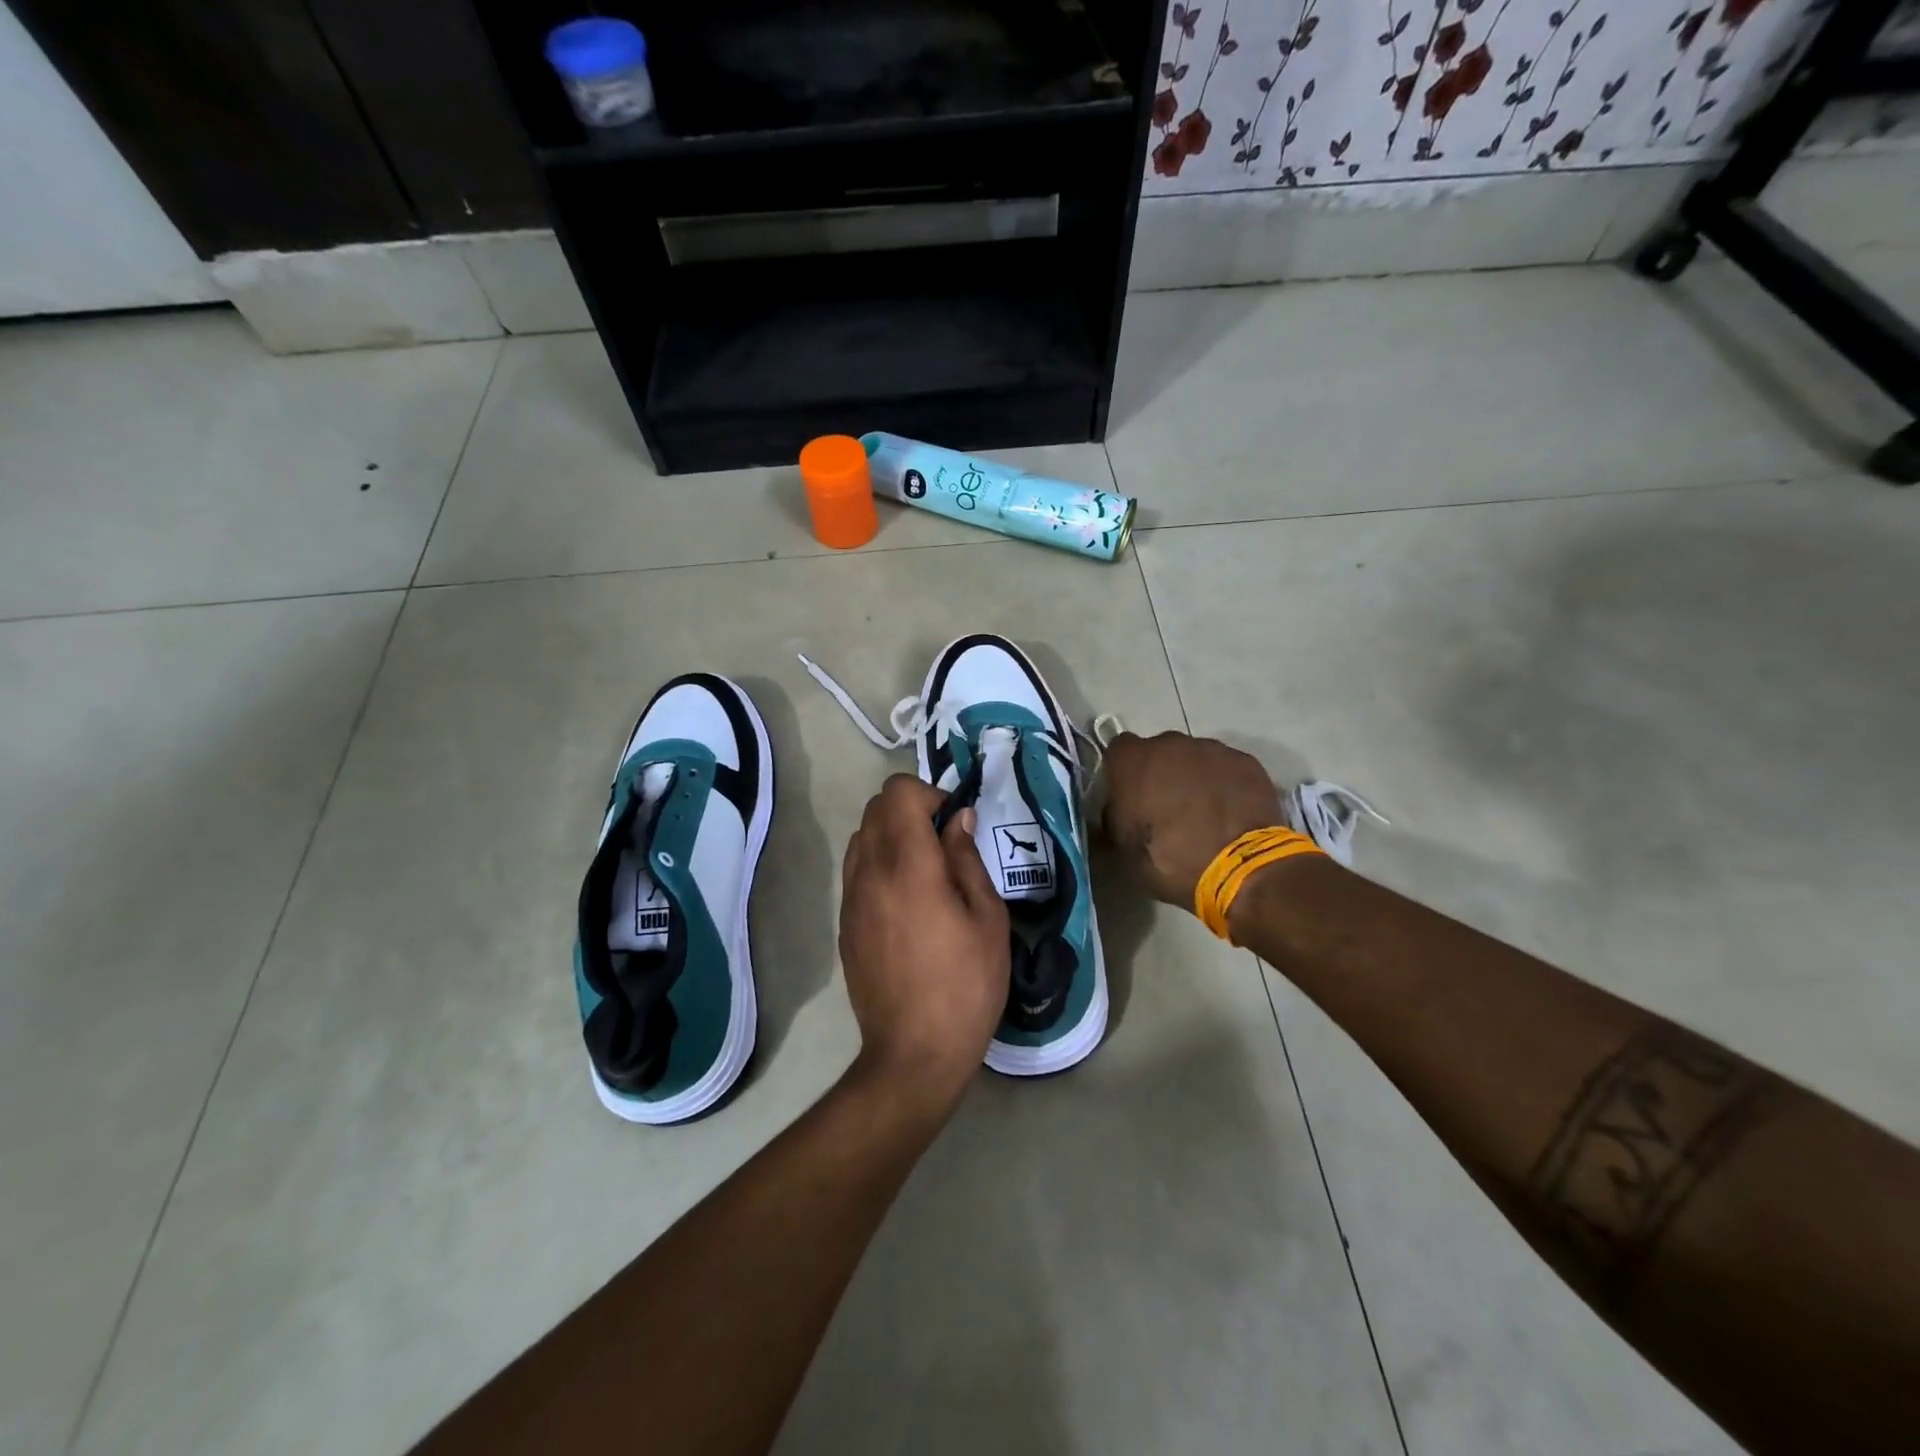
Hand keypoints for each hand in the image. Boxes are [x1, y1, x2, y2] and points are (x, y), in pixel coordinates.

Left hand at [839, 775, 1010, 1104]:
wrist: (914, 1052)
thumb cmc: (965, 984)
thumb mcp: (987, 918)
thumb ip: (967, 859)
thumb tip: (958, 820)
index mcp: (908, 865)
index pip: (898, 793)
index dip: (930, 794)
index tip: (955, 823)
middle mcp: (869, 872)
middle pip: (876, 808)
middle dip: (911, 809)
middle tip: (945, 843)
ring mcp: (850, 898)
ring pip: (862, 836)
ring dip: (892, 835)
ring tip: (926, 871)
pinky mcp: (844, 922)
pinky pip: (856, 870)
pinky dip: (879, 863)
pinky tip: (907, 900)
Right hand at [1103, 731, 1285, 908]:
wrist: (1239, 869)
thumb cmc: (1168, 860)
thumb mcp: (1121, 848)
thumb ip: (1114, 818)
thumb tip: (1118, 811)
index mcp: (1132, 761)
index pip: (1119, 750)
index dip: (1124, 772)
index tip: (1130, 796)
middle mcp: (1169, 743)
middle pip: (1159, 751)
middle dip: (1161, 772)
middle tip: (1167, 807)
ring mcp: (1211, 749)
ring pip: (1195, 757)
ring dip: (1194, 777)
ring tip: (1204, 813)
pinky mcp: (1245, 761)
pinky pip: (1226, 768)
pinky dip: (1225, 784)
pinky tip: (1230, 812)